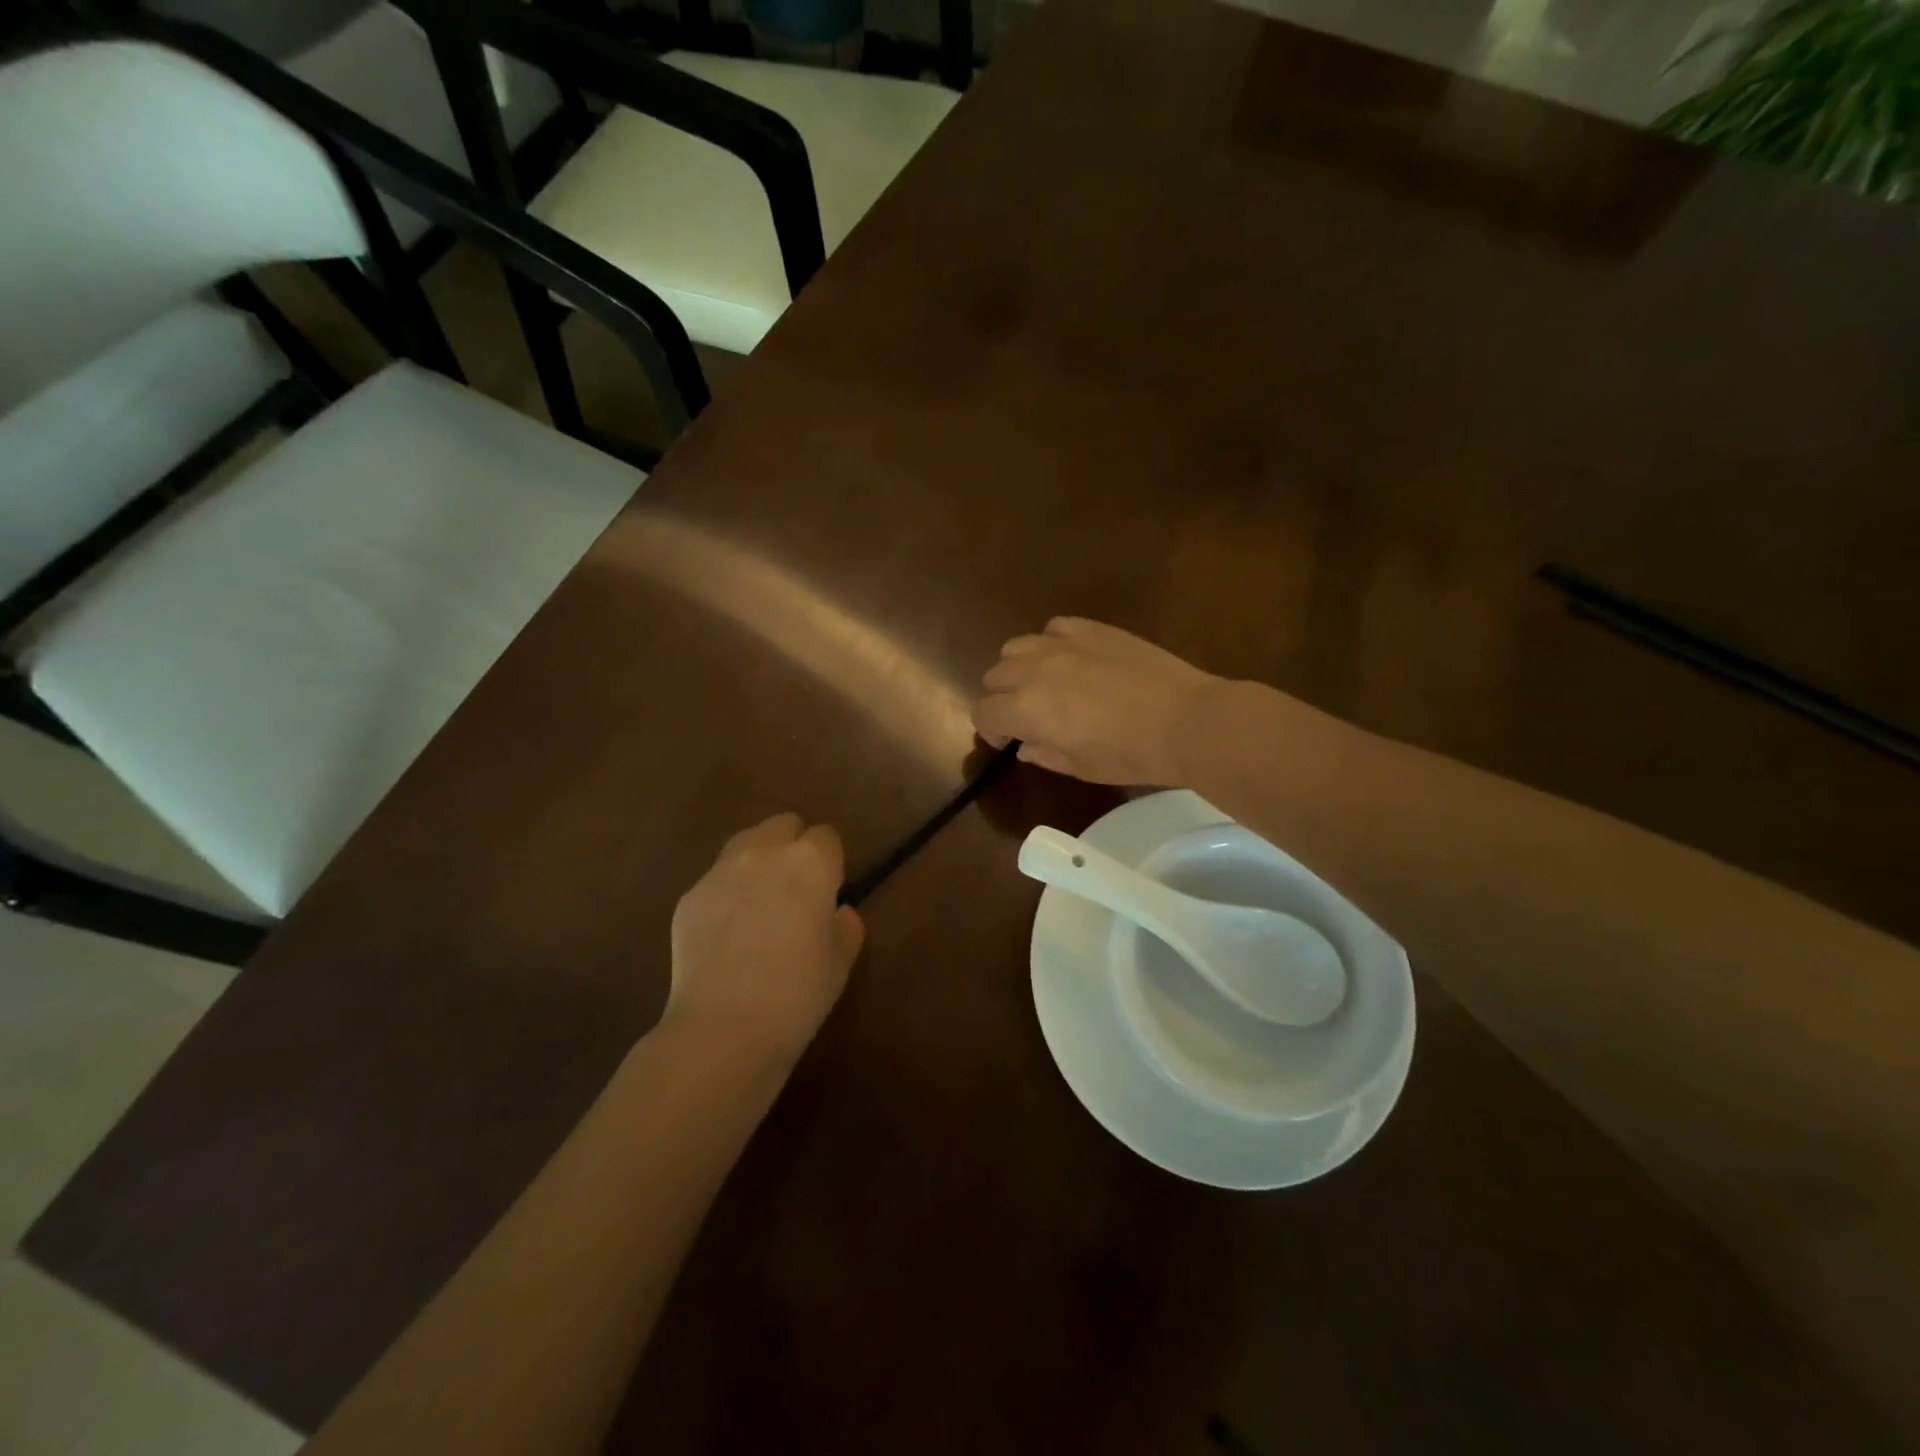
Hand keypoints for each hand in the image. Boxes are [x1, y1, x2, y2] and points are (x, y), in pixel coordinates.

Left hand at [666, 813, 864, 1063]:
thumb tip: (837, 912)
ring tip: (759, 903)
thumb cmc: (798, 994)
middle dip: (793, 846)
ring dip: (759, 860)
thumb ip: (846, 926)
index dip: (831, 862)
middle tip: (796, 890)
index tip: (829, 892)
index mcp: (810, 861)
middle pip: (784, 824)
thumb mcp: (841, 962)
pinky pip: (716, 879)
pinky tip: (727, 933)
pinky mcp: (689, 895)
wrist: (723, 1029)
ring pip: (746, 843)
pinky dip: (727, 893)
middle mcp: (765, 852)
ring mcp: (720, 870)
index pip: (827, 836)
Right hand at [971, 617, 1223, 784]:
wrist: (1183, 720)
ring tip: (1043, 683)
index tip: (1008, 743)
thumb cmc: (1129, 755)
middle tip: (1027, 716)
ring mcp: (1062, 644)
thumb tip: (1026, 747)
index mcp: (1024, 710)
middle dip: (1002, 698)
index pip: (984, 713)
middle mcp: (1032, 670)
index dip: (990, 731)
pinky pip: (1053, 627)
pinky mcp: (1091, 628)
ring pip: (1016, 647)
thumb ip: (1045, 754)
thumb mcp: (1081, 767)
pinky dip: (1051, 643)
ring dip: (1019, 667)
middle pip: (994, 676)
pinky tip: (1070, 658)